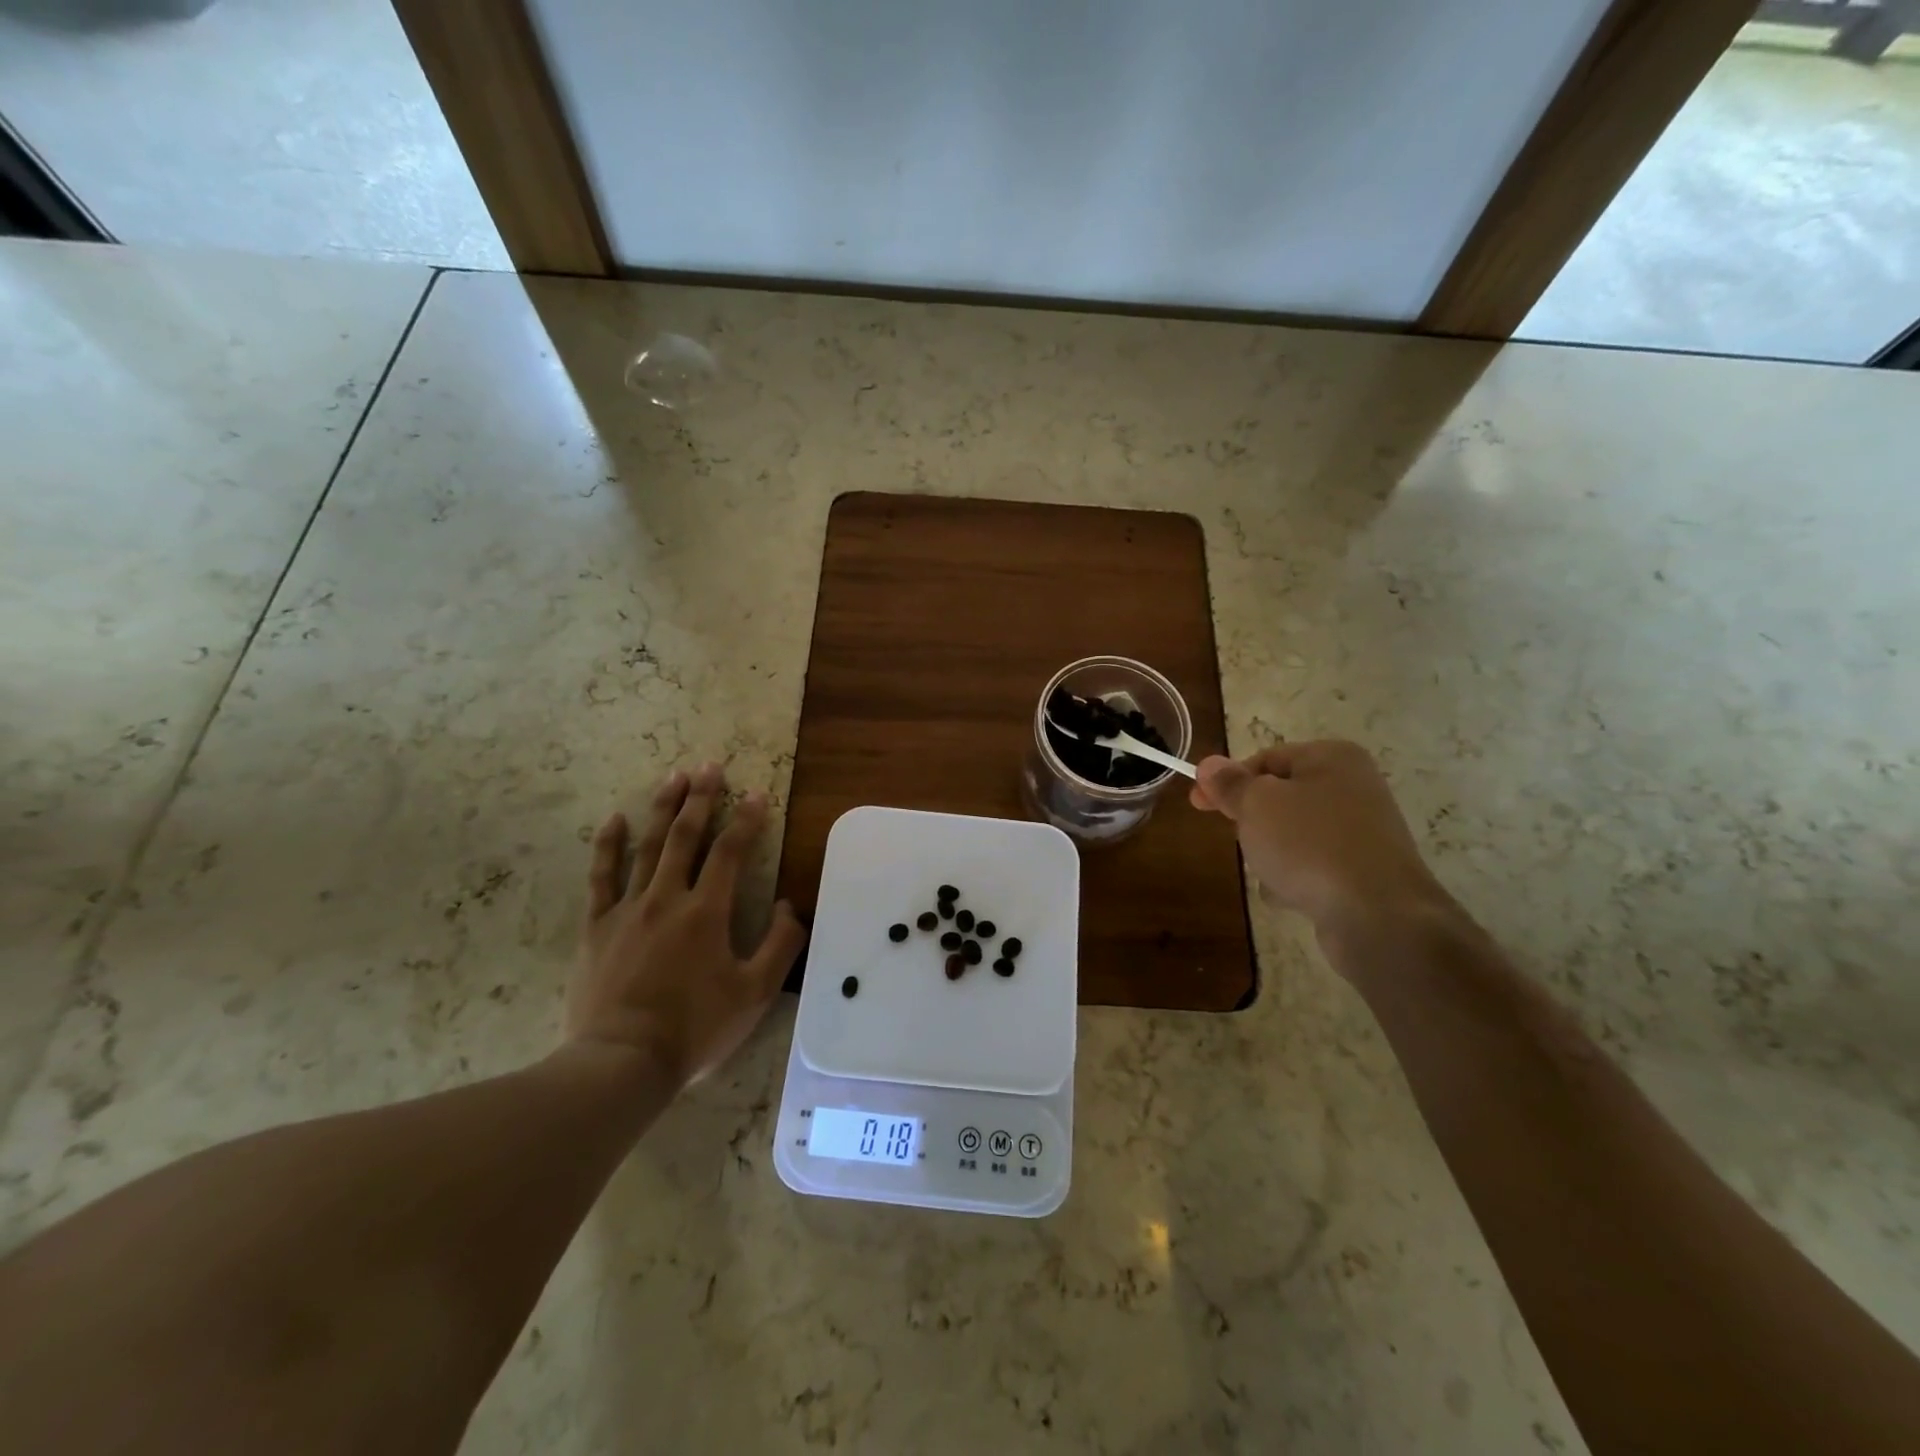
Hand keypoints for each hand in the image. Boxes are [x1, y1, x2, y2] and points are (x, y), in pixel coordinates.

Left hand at [570, 764, 806, 1088]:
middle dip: (701, 798)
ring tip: (673, 776)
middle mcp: (667, 899)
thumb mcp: (755, 994)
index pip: (731, 853)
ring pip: (647, 847)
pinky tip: (615, 820)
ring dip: (663, 809)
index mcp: (707, 912)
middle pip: (686, 837)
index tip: (756, 793)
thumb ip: (780, 946)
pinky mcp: (597, 928)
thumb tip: (791, 906)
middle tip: (709, 766)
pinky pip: (601, 878)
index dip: (746, 820)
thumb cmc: (695, 1028)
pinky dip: (608, 846)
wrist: (622, 1063)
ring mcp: (627, 910)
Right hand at [1189, 740, 1452, 945]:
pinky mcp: (1364, 871)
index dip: (1227, 781)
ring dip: (1271, 853)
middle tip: (1242, 840)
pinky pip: (1313, 865)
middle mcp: (1353, 787)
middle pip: (1279, 797)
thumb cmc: (1310, 844)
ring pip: (1292, 834)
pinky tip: (1292, 896)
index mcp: (1331, 758)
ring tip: (1271, 873)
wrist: (1378, 916)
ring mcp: (1362, 831)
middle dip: (1253, 821)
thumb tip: (1210, 764)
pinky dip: (1296, 878)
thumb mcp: (1256, 805)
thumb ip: (1230, 784)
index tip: (1197, 803)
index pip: (1265, 759)